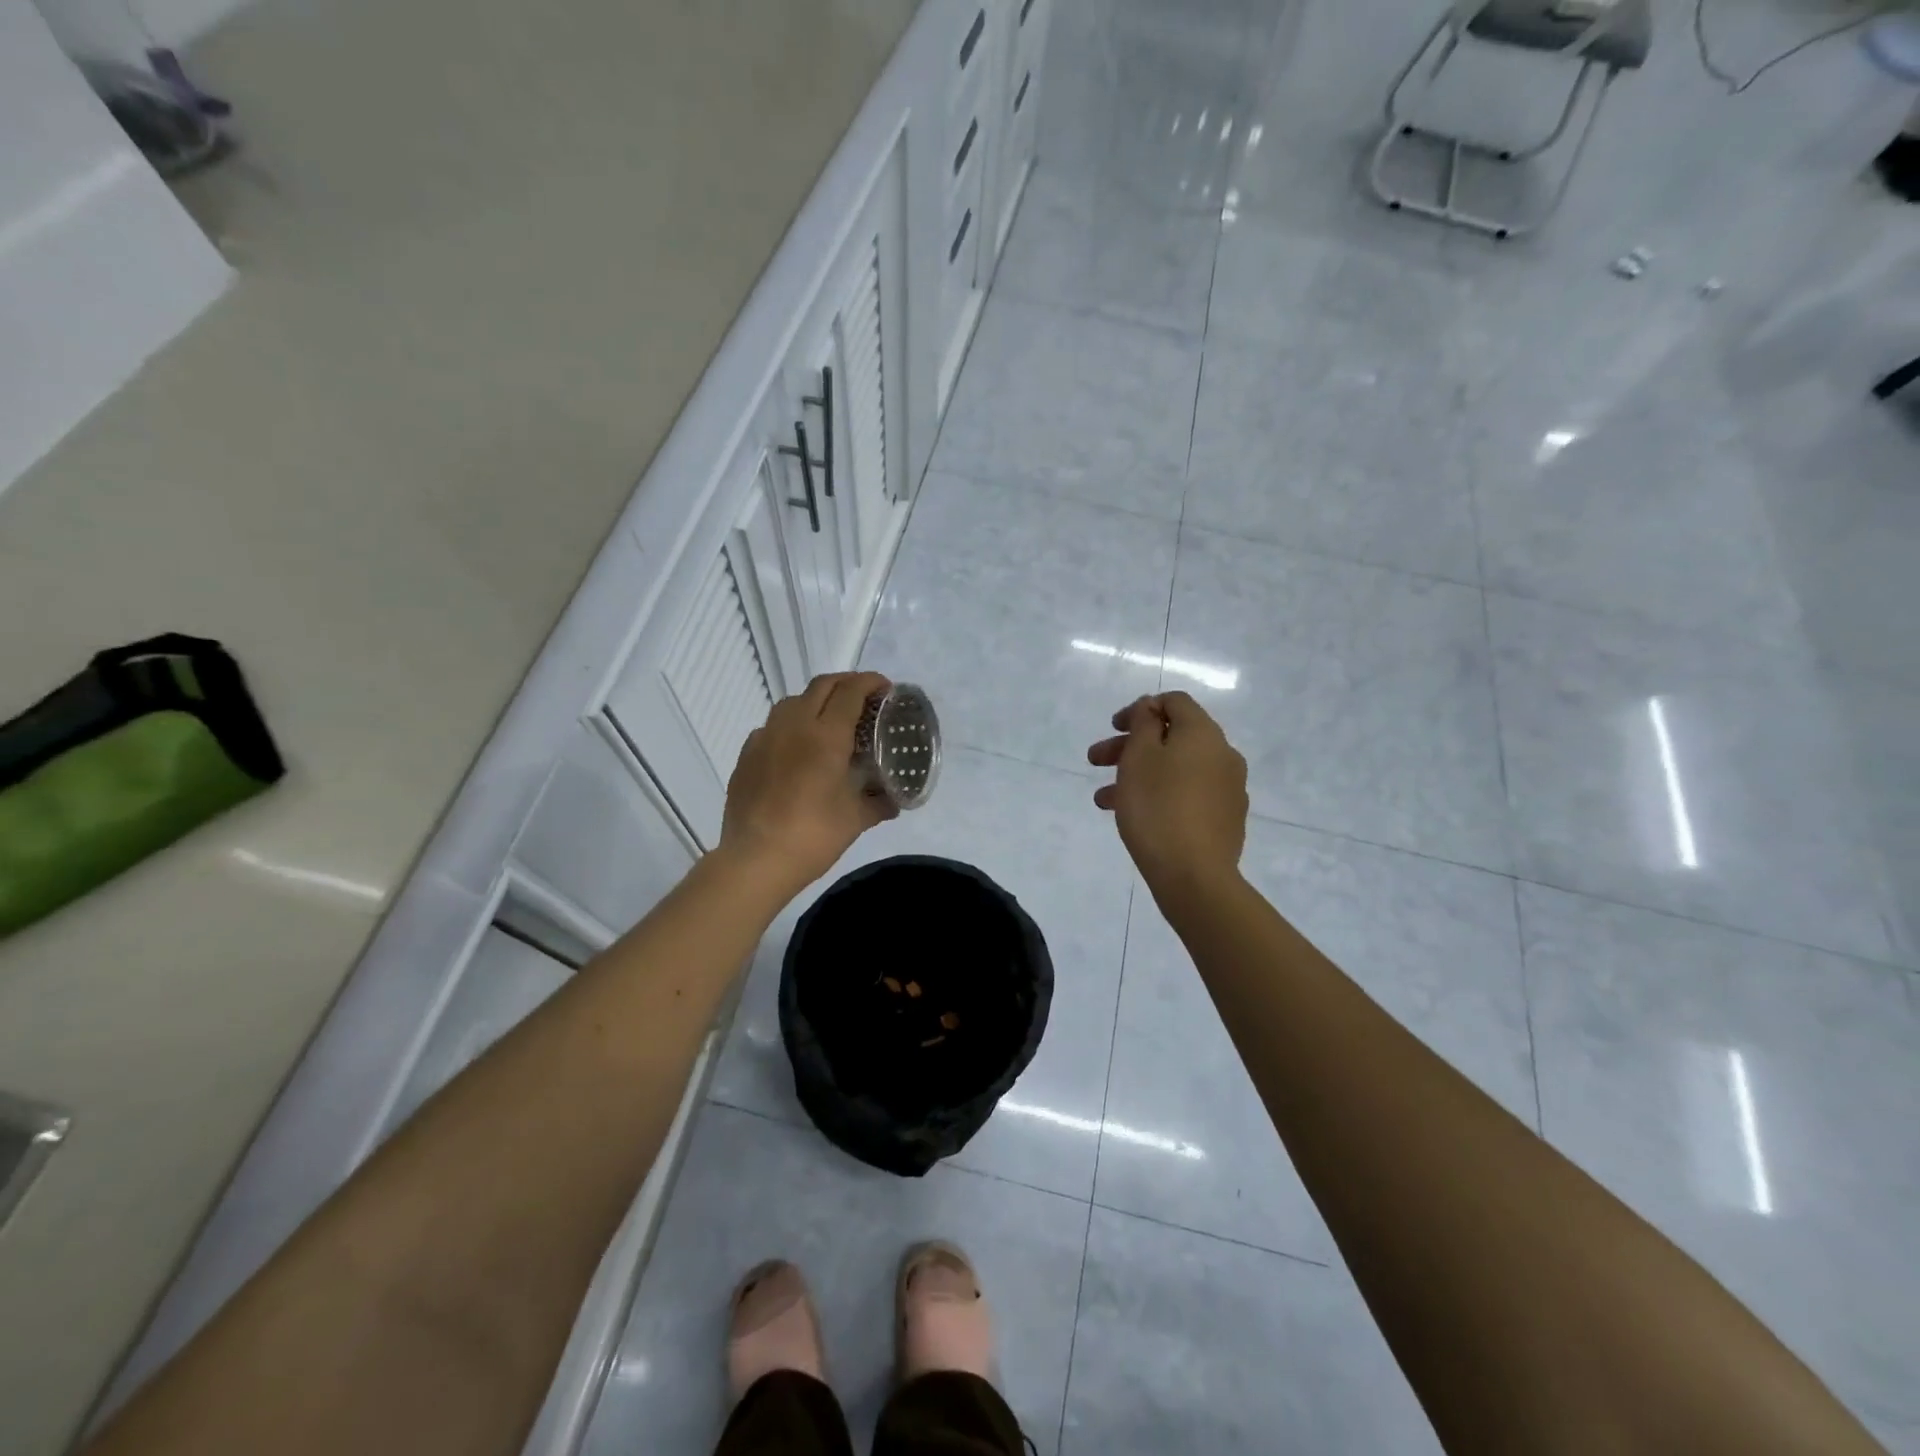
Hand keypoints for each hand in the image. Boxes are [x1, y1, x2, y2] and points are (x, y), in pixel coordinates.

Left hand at [719, 671, 896, 898]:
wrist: (756, 859)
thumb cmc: (813, 836)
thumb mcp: (856, 820)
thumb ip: (879, 803)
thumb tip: (894, 801)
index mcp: (826, 736)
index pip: (851, 692)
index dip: (871, 682)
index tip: (885, 688)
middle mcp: (794, 726)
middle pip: (822, 686)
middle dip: (846, 683)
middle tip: (864, 697)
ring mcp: (765, 738)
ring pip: (793, 701)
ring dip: (816, 700)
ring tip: (830, 719)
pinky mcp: (746, 754)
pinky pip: (772, 726)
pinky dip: (791, 725)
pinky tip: (797, 749)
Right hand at [1088, 692, 1248, 900]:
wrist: (1194, 875)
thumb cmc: (1158, 807)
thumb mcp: (1139, 756)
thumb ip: (1143, 724)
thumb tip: (1150, 708)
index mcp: (1204, 734)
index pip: (1175, 702)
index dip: (1141, 708)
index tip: (1113, 727)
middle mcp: (1223, 755)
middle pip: (1173, 737)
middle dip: (1131, 745)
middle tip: (1095, 761)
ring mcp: (1228, 789)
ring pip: (1176, 769)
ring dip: (1138, 775)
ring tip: (1104, 800)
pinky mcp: (1225, 819)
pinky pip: (1187, 794)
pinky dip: (1159, 795)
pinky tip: (1134, 816)